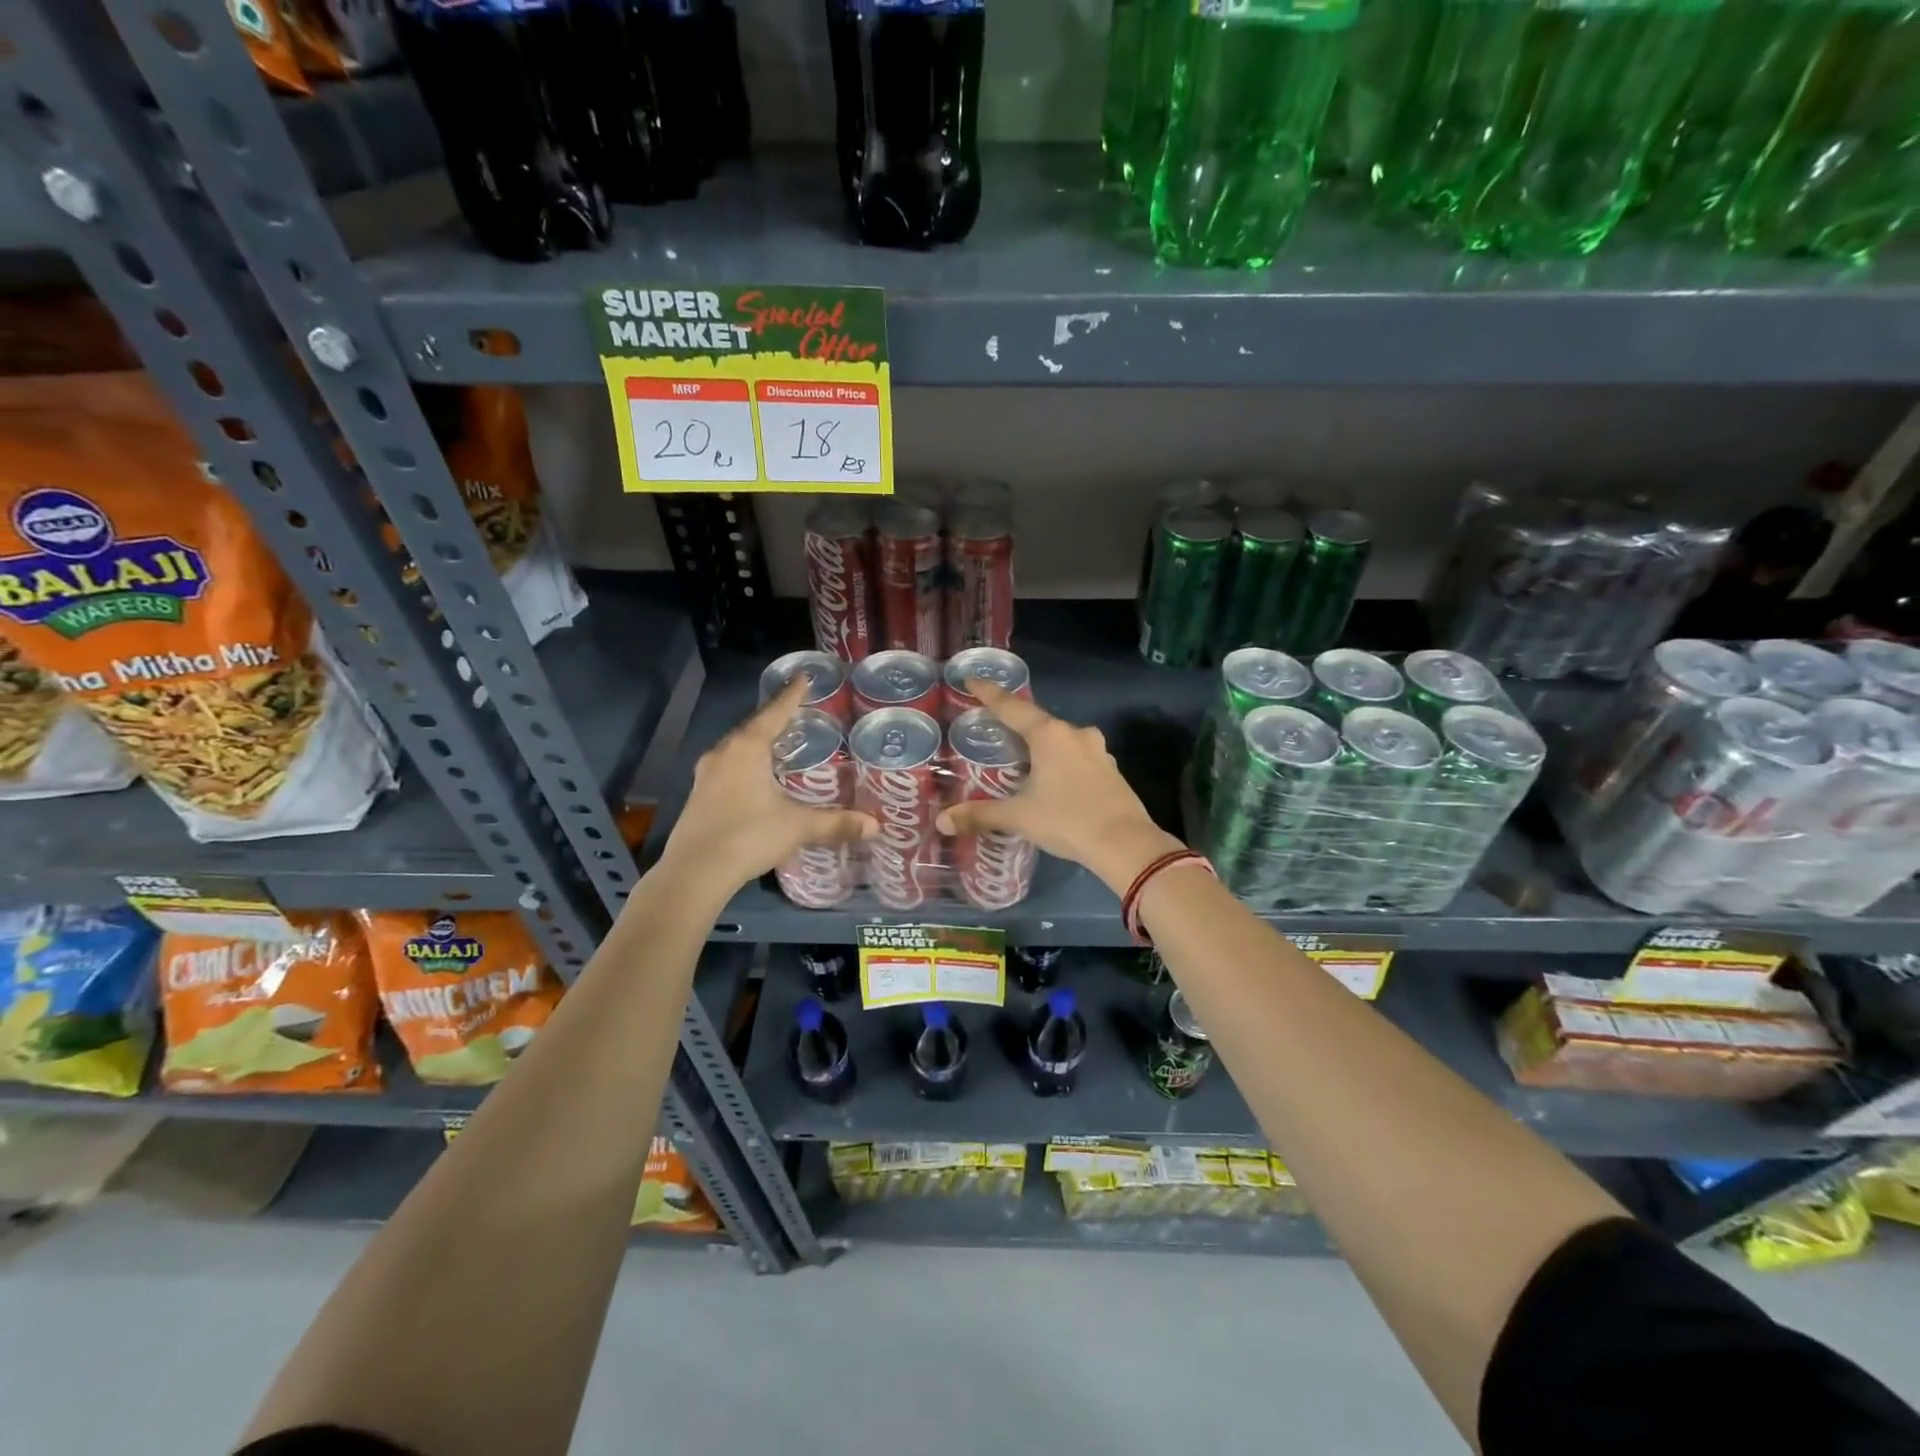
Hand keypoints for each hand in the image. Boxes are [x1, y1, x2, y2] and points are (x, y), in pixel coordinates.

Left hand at [660, 677, 875, 893]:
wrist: (694, 873)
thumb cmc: (748, 836)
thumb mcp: (798, 827)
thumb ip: (836, 822)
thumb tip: (875, 826)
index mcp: (747, 748)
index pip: (775, 712)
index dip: (792, 695)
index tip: (803, 677)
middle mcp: (723, 752)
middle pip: (753, 726)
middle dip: (775, 718)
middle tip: (797, 713)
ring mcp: (706, 774)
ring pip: (737, 747)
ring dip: (757, 742)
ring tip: (779, 743)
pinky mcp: (698, 794)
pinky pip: (727, 766)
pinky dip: (746, 763)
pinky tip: (757, 777)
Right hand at [935, 680, 1184, 894]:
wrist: (1125, 843)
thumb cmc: (1067, 820)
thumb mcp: (1019, 816)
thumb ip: (981, 815)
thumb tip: (943, 821)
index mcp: (1049, 735)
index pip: (1012, 707)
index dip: (990, 694)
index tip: (973, 680)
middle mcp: (1074, 734)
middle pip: (1039, 722)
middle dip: (1017, 725)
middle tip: (996, 730)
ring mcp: (1097, 751)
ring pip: (1061, 740)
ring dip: (1042, 745)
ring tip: (1024, 758)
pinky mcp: (1111, 770)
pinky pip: (1077, 757)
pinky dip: (1061, 762)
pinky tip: (1054, 779)